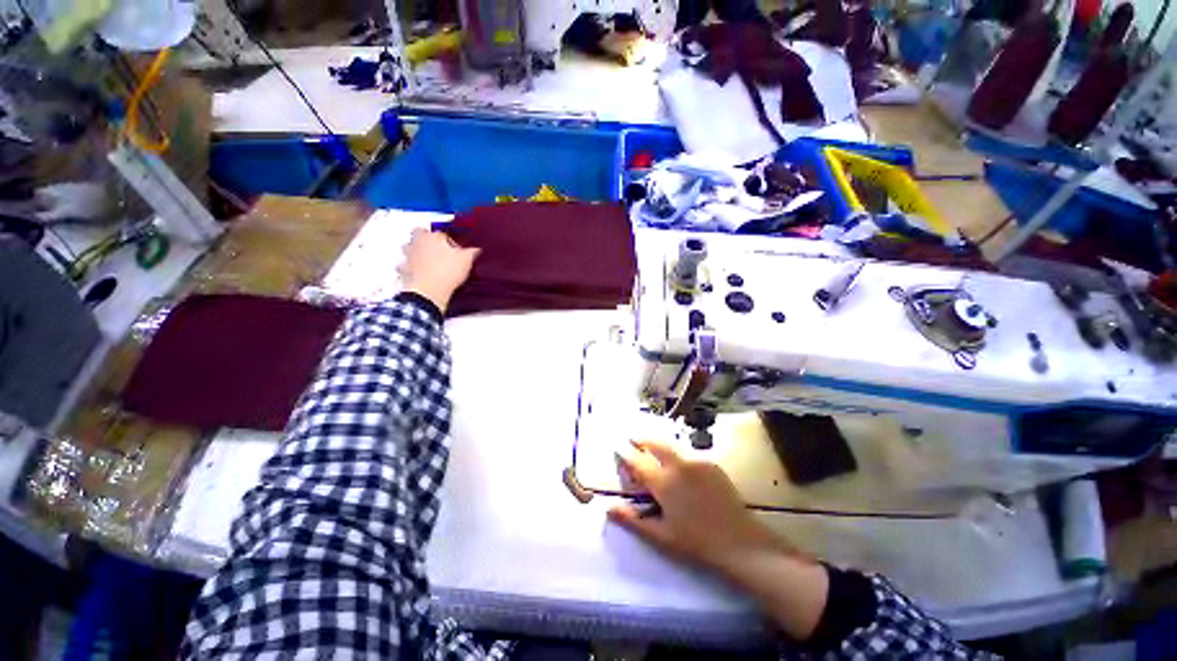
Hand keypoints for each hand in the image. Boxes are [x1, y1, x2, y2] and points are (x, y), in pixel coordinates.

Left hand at [398, 229, 480, 313]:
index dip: (449, 238)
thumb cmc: (446, 271)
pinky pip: (406, 267)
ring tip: (430, 261)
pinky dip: (412, 269)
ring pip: (409, 249)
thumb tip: (476, 249)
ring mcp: (408, 257)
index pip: (441, 231)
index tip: (456, 245)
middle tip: (439, 248)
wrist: (429, 292)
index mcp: (432, 236)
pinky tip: (422, 275)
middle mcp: (417, 243)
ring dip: (417, 253)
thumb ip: (472, 251)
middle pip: (419, 235)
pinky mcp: (404, 271)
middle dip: (427, 240)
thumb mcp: (466, 260)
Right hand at [608, 440, 787, 575]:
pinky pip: (688, 453)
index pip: (637, 461)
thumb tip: (608, 508)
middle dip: (642, 439)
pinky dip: (677, 454)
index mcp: (663, 483)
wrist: (740, 543)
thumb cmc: (696, 543)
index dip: (625, 453)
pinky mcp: (711, 464)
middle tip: (633, 438)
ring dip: (658, 444)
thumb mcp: (660, 536)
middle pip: (655, 444)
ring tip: (651, 446)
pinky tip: (678, 464)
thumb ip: (632, 520)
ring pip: (671, 446)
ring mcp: (697, 462)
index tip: (617, 446)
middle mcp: (678, 465)